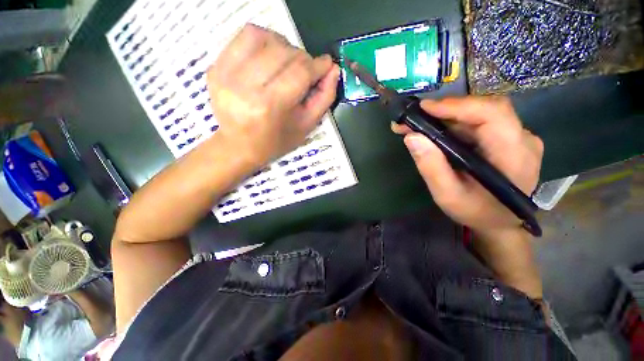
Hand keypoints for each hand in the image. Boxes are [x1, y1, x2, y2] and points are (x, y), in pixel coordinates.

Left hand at [207, 24, 339, 168]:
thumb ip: (323, 98)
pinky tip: (268, 55)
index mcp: (270, 106)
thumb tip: (333, 70)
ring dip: (283, 45)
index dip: (318, 65)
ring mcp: (225, 75)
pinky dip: (262, 40)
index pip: (299, 72)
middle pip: (283, 52)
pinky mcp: (215, 68)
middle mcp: (245, 87)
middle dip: (302, 57)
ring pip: (262, 37)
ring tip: (288, 61)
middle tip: (306, 70)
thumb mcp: (306, 126)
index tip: (326, 65)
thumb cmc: (276, 141)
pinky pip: (242, 38)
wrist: (239, 146)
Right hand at [392, 96, 542, 235]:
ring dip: (446, 117)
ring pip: (479, 115)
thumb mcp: (448, 195)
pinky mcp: (508, 138)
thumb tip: (411, 137)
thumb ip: (431, 167)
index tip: (424, 108)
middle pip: (484, 110)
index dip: (458, 106)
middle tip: (414, 118)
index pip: (492, 114)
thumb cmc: (476, 212)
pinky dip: (453, 124)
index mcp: (515, 155)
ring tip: (417, 125)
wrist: (500, 222)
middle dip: (445, 111)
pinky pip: (479, 123)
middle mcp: (523, 139)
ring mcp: (518, 137)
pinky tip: (435, 131)